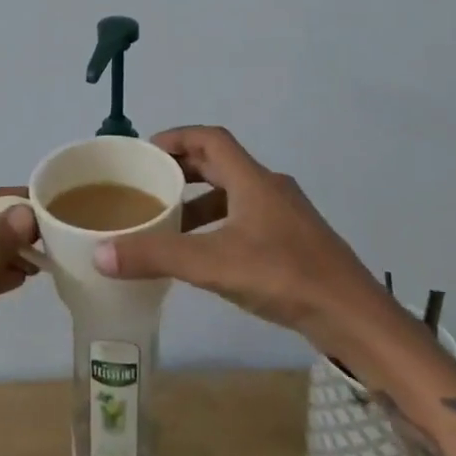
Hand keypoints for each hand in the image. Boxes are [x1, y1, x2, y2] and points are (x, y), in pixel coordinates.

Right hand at [94, 126, 393, 355]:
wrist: (356, 318)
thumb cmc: (285, 277)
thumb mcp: (214, 265)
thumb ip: (158, 257)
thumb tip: (100, 253)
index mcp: (253, 179)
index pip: (210, 138)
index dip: (175, 137)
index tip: (144, 151)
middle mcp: (269, 188)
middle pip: (220, 164)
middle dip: (182, 170)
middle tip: (148, 186)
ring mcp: (285, 215)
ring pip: (233, 194)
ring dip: (200, 202)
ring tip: (169, 224)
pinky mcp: (294, 242)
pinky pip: (246, 219)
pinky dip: (219, 226)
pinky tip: (206, 256)